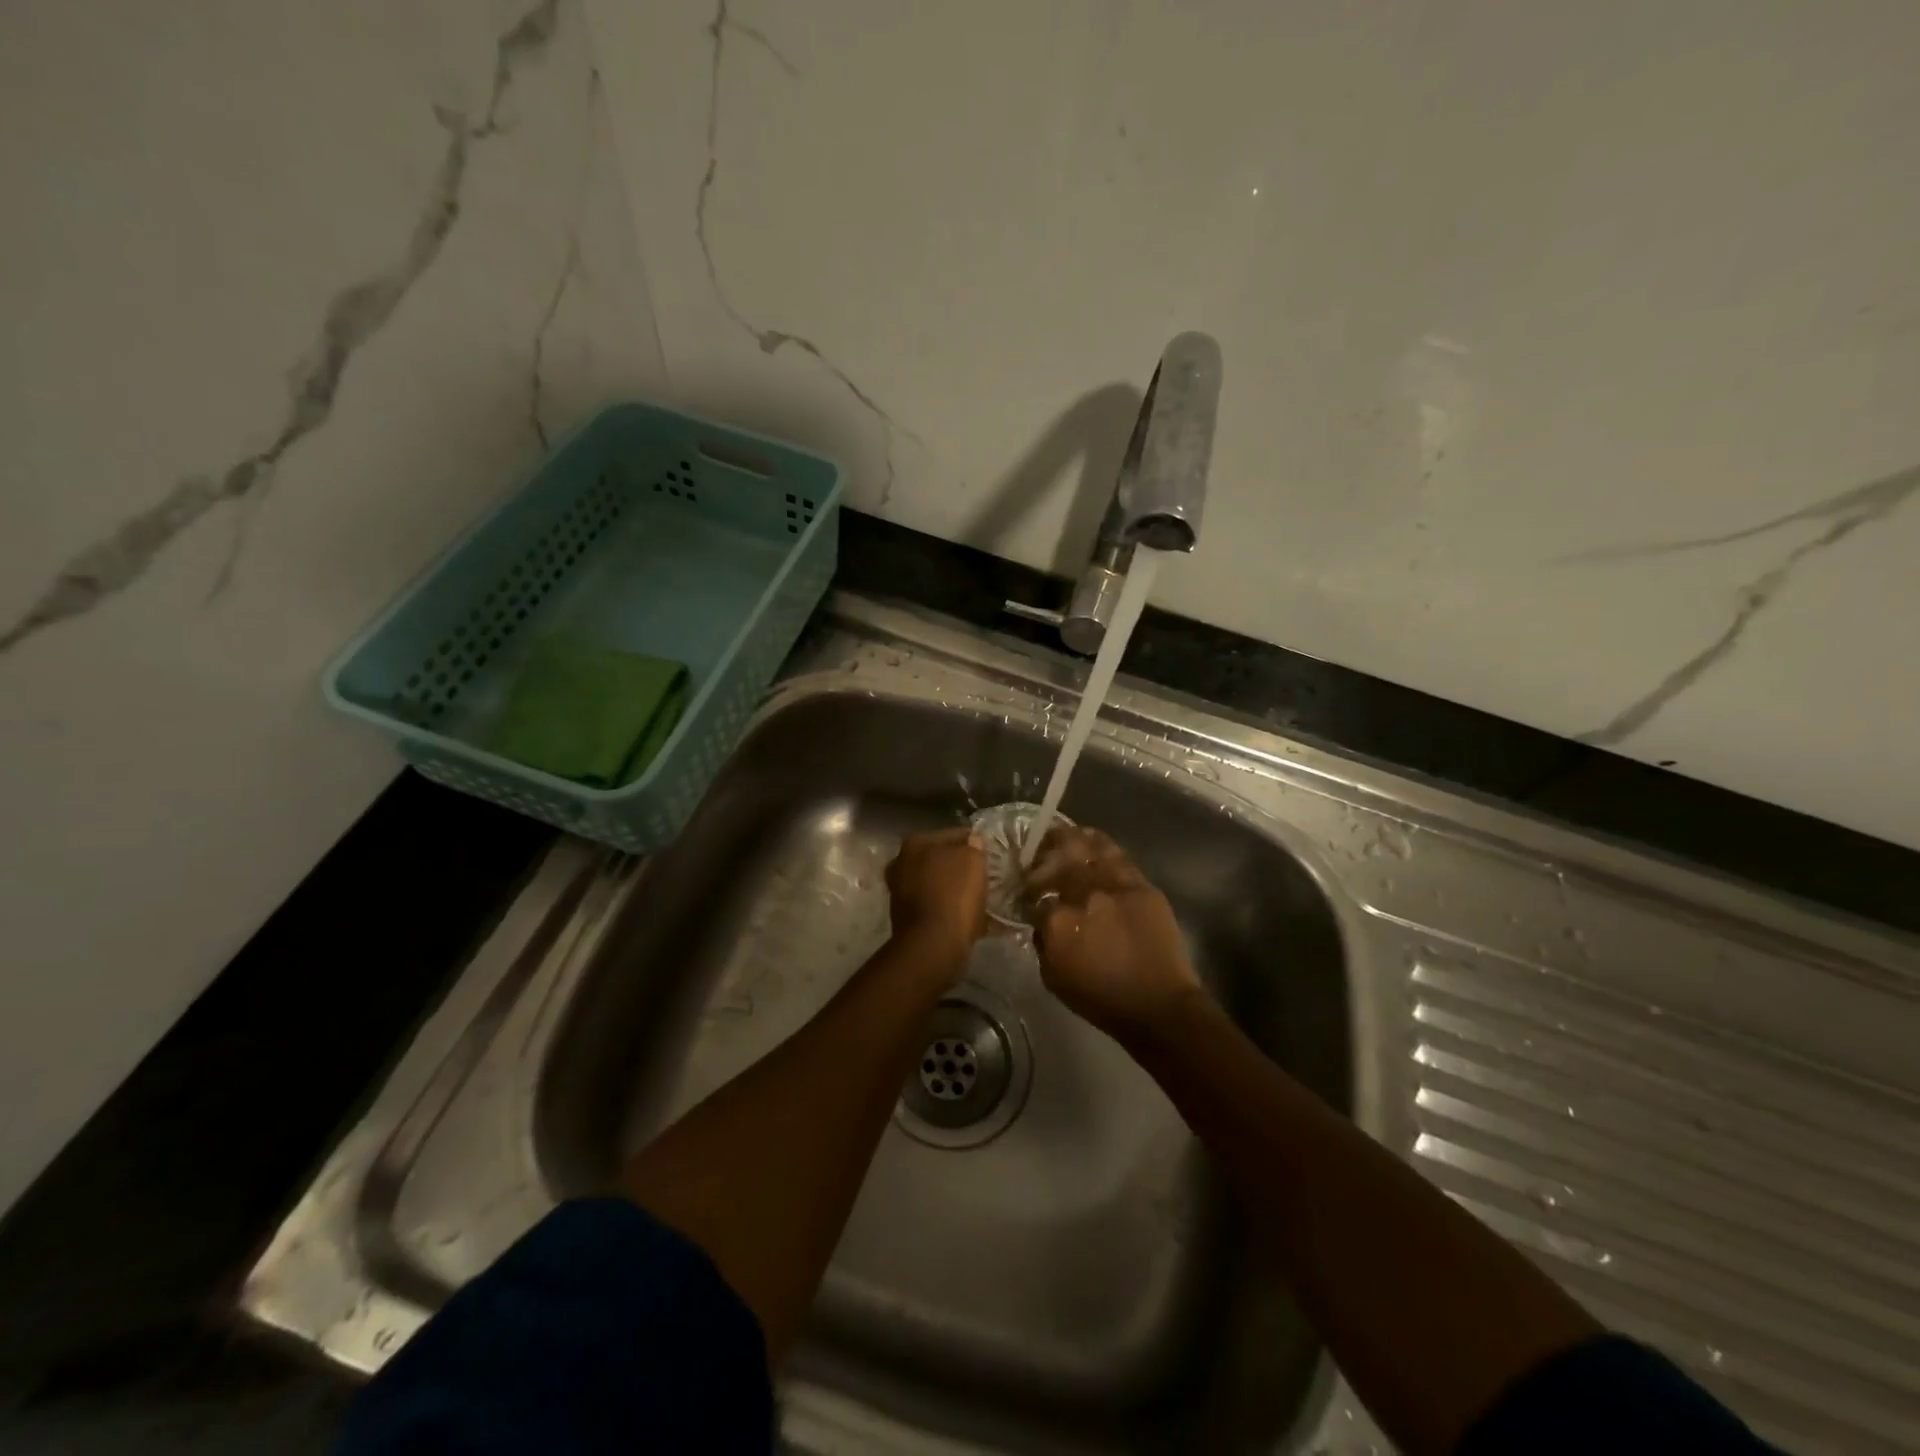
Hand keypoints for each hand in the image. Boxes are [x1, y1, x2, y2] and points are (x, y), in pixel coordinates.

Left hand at [886, 827, 987, 975]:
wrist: (933, 944)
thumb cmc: (954, 895)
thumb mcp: (973, 860)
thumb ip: (973, 846)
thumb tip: (972, 842)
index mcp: (915, 843)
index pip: (953, 834)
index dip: (974, 842)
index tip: (989, 854)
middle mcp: (901, 862)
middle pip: (940, 859)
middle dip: (959, 866)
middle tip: (982, 875)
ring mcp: (900, 891)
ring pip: (936, 882)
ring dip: (953, 888)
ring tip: (977, 897)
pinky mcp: (906, 917)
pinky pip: (935, 904)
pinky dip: (948, 908)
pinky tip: (966, 915)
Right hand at [1023, 826, 1203, 1039]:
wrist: (1157, 1005)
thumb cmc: (1101, 999)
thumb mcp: (1053, 978)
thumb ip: (1042, 943)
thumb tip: (1042, 921)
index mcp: (1057, 921)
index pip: (1034, 895)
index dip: (1029, 893)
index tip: (1028, 894)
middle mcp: (1083, 895)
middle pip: (1057, 860)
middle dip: (1043, 853)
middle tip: (1038, 850)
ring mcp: (1114, 886)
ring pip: (1087, 848)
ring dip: (1070, 838)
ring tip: (1062, 833)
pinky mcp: (1140, 885)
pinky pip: (1117, 855)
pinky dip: (1099, 843)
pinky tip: (1091, 838)